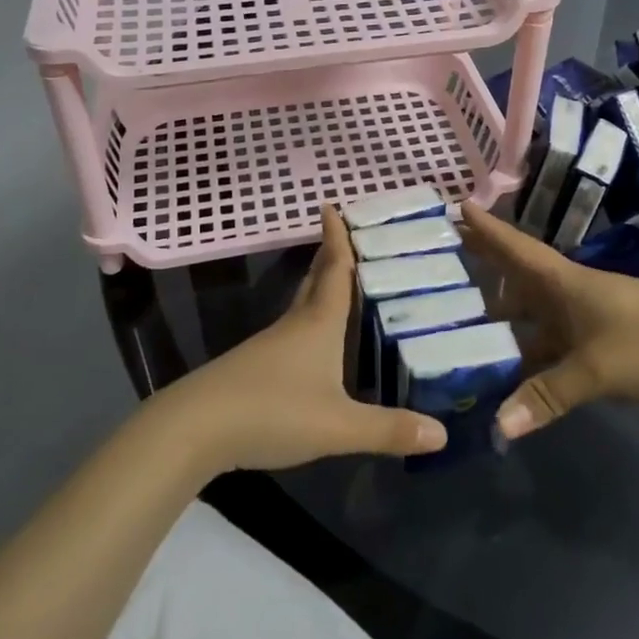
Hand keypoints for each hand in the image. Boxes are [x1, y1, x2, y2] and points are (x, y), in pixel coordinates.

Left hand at [153, 205, 447, 473]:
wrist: (196, 428)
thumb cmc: (273, 411)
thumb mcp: (338, 426)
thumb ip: (388, 429)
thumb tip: (442, 433)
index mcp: (318, 324)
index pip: (334, 271)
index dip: (337, 239)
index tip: (332, 205)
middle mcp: (294, 325)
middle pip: (315, 281)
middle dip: (329, 256)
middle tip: (345, 236)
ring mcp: (270, 346)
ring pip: (301, 305)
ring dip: (319, 288)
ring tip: (339, 284)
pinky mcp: (255, 367)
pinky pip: (291, 332)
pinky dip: (308, 321)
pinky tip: (314, 343)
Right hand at [460, 203, 638, 448]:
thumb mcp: (595, 370)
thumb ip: (545, 396)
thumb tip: (496, 428)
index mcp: (565, 283)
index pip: (516, 248)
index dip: (486, 229)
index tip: (456, 204)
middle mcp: (570, 292)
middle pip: (518, 276)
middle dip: (484, 268)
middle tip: (442, 262)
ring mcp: (586, 316)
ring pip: (533, 311)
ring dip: (503, 315)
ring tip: (462, 321)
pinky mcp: (600, 340)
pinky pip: (549, 338)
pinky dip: (527, 349)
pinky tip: (509, 368)